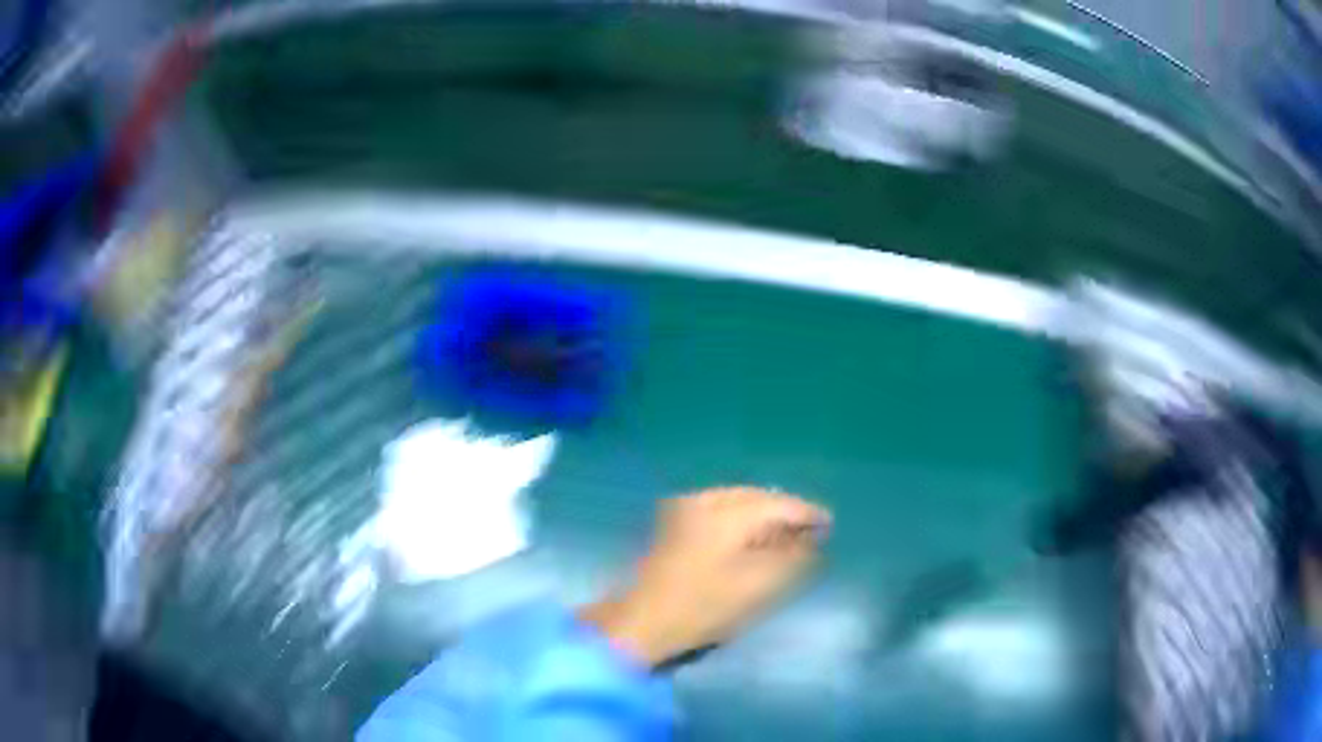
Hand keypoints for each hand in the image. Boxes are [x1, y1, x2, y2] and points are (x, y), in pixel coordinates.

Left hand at [580, 486, 830, 667]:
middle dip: (785, 511)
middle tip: (811, 530)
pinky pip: (720, 507)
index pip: (778, 503)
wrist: (643, 620)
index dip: (807, 513)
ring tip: (786, 533)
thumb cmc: (703, 607)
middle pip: (757, 496)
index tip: (830, 523)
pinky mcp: (673, 520)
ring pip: (738, 500)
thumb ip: (792, 559)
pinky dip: (741, 518)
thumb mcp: (758, 587)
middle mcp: (705, 498)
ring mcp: (685, 507)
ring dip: (763, 514)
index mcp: (726, 512)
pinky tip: (752, 534)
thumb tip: (813, 541)